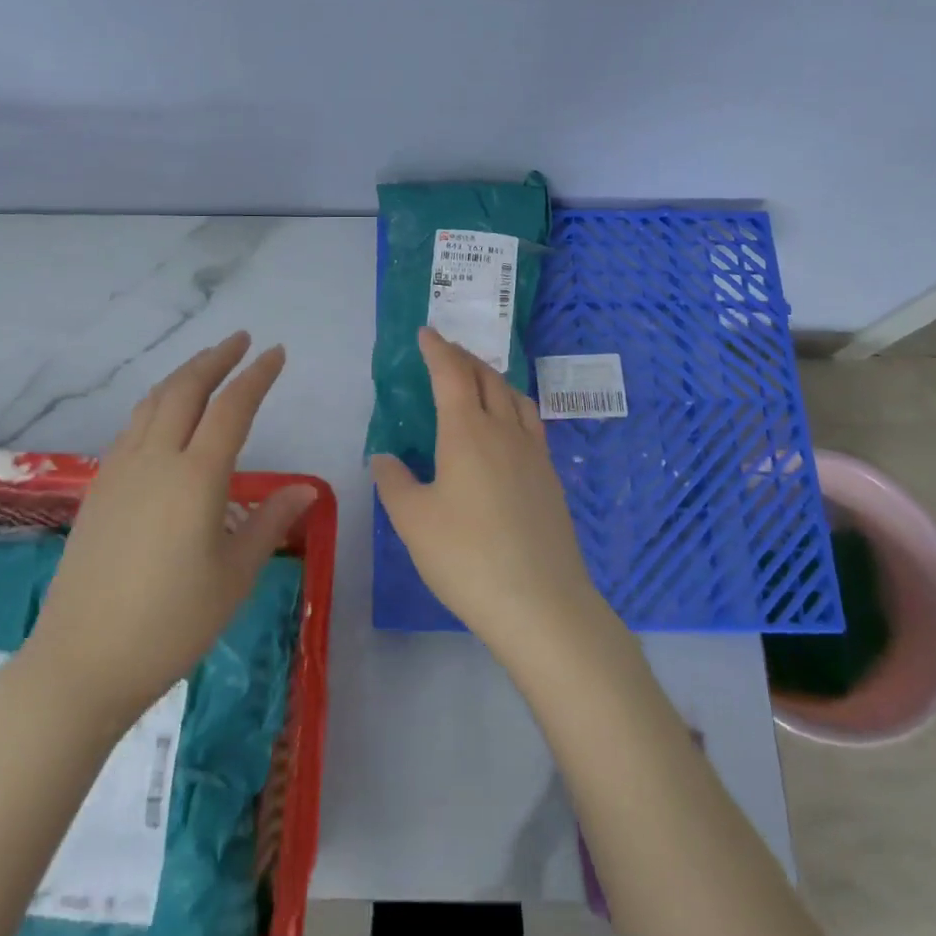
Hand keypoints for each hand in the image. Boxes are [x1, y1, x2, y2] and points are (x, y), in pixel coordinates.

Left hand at [27, 332, 313, 727]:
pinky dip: (157, 405)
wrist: (82, 662)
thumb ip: (269, 522)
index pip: (232, 408)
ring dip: (182, 376)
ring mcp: (119, 472)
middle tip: (240, 340)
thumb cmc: (171, 624)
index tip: (276, 353)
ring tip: (205, 367)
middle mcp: (155, 461)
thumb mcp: (234, 576)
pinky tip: (165, 418)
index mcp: (196, 478)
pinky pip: (132, 428)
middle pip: (185, 390)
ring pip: (153, 403)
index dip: (257, 376)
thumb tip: (306, 489)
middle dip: (214, 358)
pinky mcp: (98, 490)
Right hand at [371, 328, 605, 658]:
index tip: (426, 333)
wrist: (541, 603)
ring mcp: (534, 454)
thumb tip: (384, 458)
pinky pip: (531, 423)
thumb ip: (395, 483)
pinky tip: (508, 427)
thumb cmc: (466, 557)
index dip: (438, 350)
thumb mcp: (414, 522)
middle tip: (446, 351)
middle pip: (487, 378)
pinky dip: (513, 406)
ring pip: (515, 397)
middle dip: (464, 358)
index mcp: (467, 432)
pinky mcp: (551, 478)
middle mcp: (505, 431)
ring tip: (478, 379)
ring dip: (493, 378)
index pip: (451, 374)